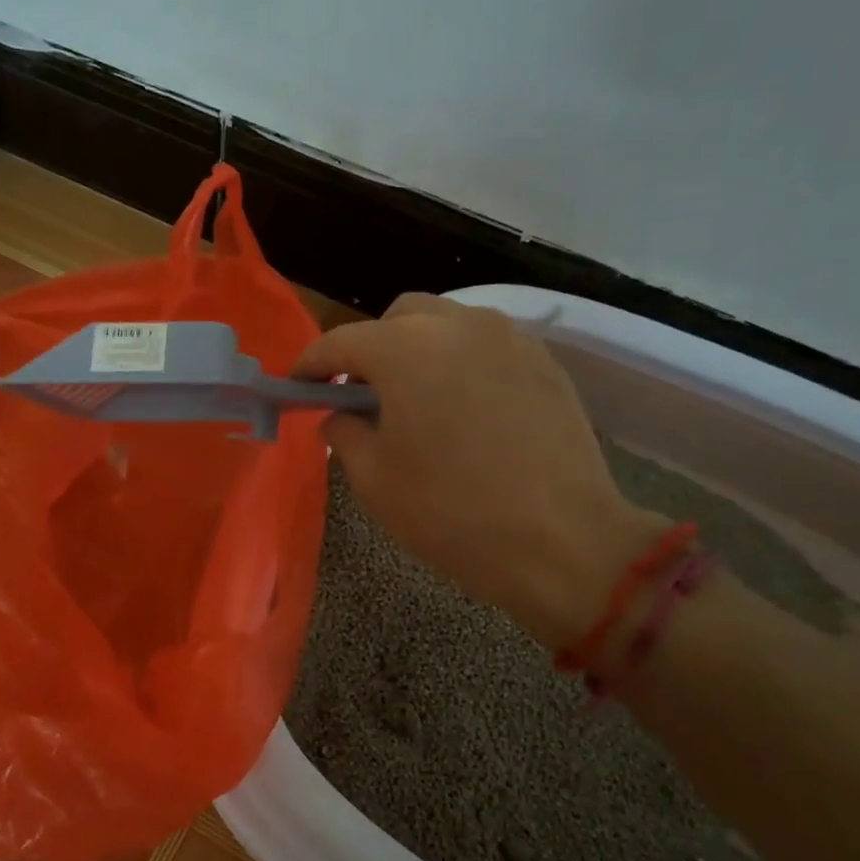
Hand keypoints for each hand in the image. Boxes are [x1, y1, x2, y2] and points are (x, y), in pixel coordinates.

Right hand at [292, 294, 662, 647]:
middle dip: (370, 348)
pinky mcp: (544, 362)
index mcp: (406, 349)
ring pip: (447, 325)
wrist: (562, 542)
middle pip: (398, 318)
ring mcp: (509, 338)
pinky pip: (486, 346)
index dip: (311, 364)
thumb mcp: (374, 480)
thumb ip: (343, 433)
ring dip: (417, 350)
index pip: (341, 342)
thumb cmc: (451, 513)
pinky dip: (460, 363)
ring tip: (414, 399)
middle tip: (361, 393)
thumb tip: (340, 415)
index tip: (297, 386)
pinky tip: (463, 409)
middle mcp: (458, 325)